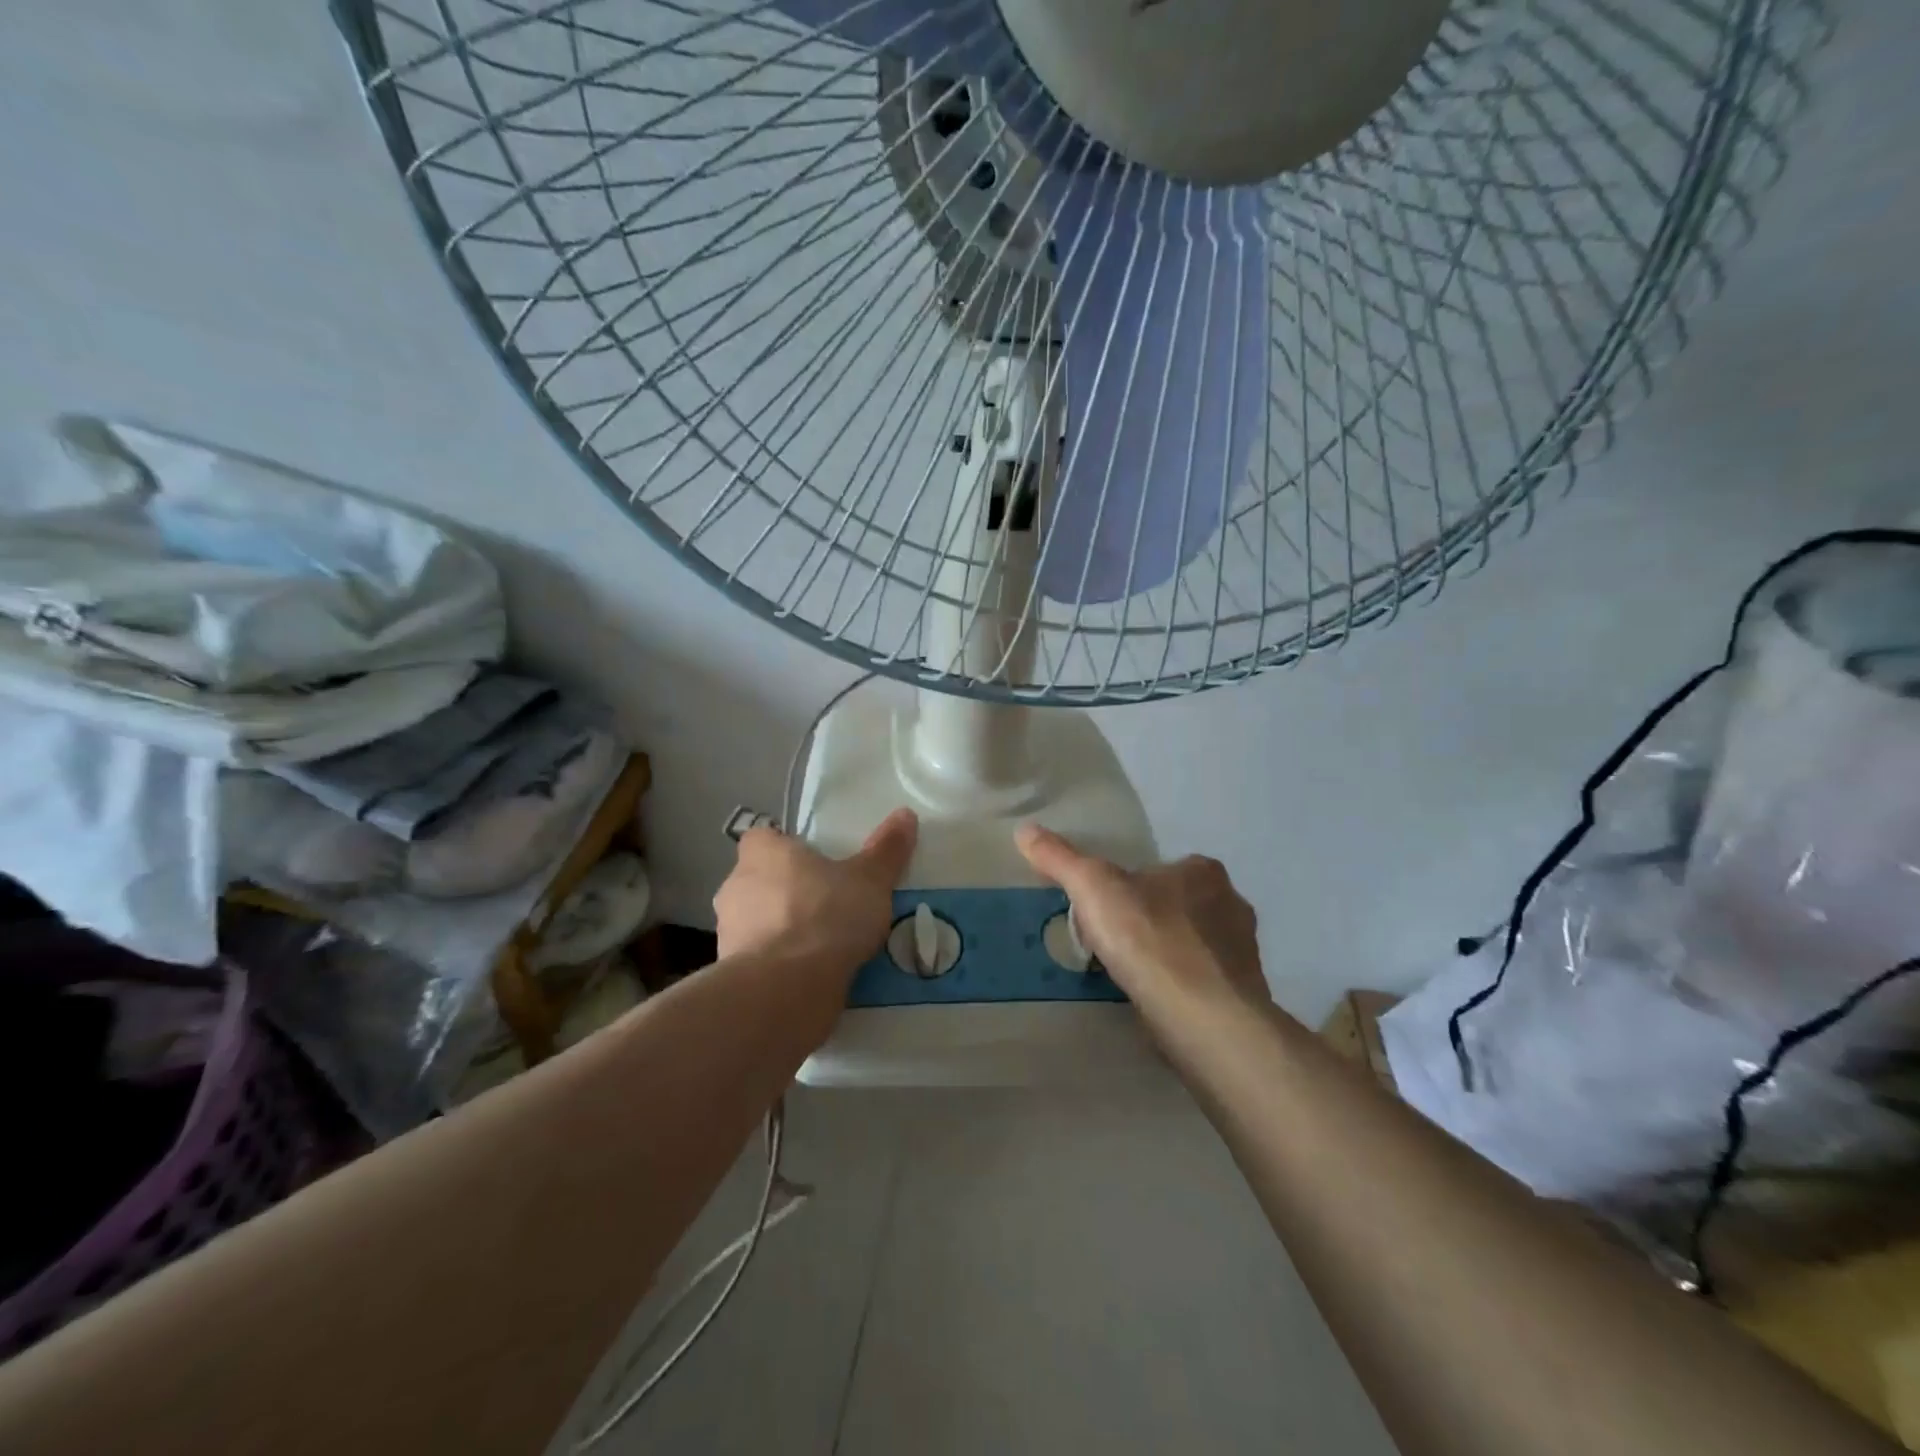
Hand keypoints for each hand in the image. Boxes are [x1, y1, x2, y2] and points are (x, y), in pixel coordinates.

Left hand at [714, 809, 917, 978]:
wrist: (785, 989)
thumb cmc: (826, 916)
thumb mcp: (870, 880)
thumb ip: (886, 849)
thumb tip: (905, 814)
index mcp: (763, 852)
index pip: (763, 838)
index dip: (786, 849)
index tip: (814, 864)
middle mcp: (736, 885)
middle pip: (760, 880)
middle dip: (787, 892)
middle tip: (827, 904)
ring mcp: (727, 931)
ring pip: (757, 921)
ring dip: (781, 930)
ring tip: (822, 946)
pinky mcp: (731, 972)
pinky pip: (758, 960)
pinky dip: (777, 964)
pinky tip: (808, 976)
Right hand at [1015, 825, 1268, 1023]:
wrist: (1203, 1017)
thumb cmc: (1149, 938)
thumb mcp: (1092, 888)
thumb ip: (1060, 858)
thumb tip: (1024, 830)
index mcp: (1203, 871)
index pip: (1161, 869)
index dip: (1132, 886)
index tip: (1106, 909)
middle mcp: (1232, 903)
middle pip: (1180, 905)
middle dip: (1152, 920)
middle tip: (1115, 943)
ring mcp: (1243, 951)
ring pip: (1195, 944)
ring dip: (1170, 954)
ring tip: (1133, 975)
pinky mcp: (1245, 993)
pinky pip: (1206, 981)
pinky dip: (1184, 986)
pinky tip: (1159, 1000)